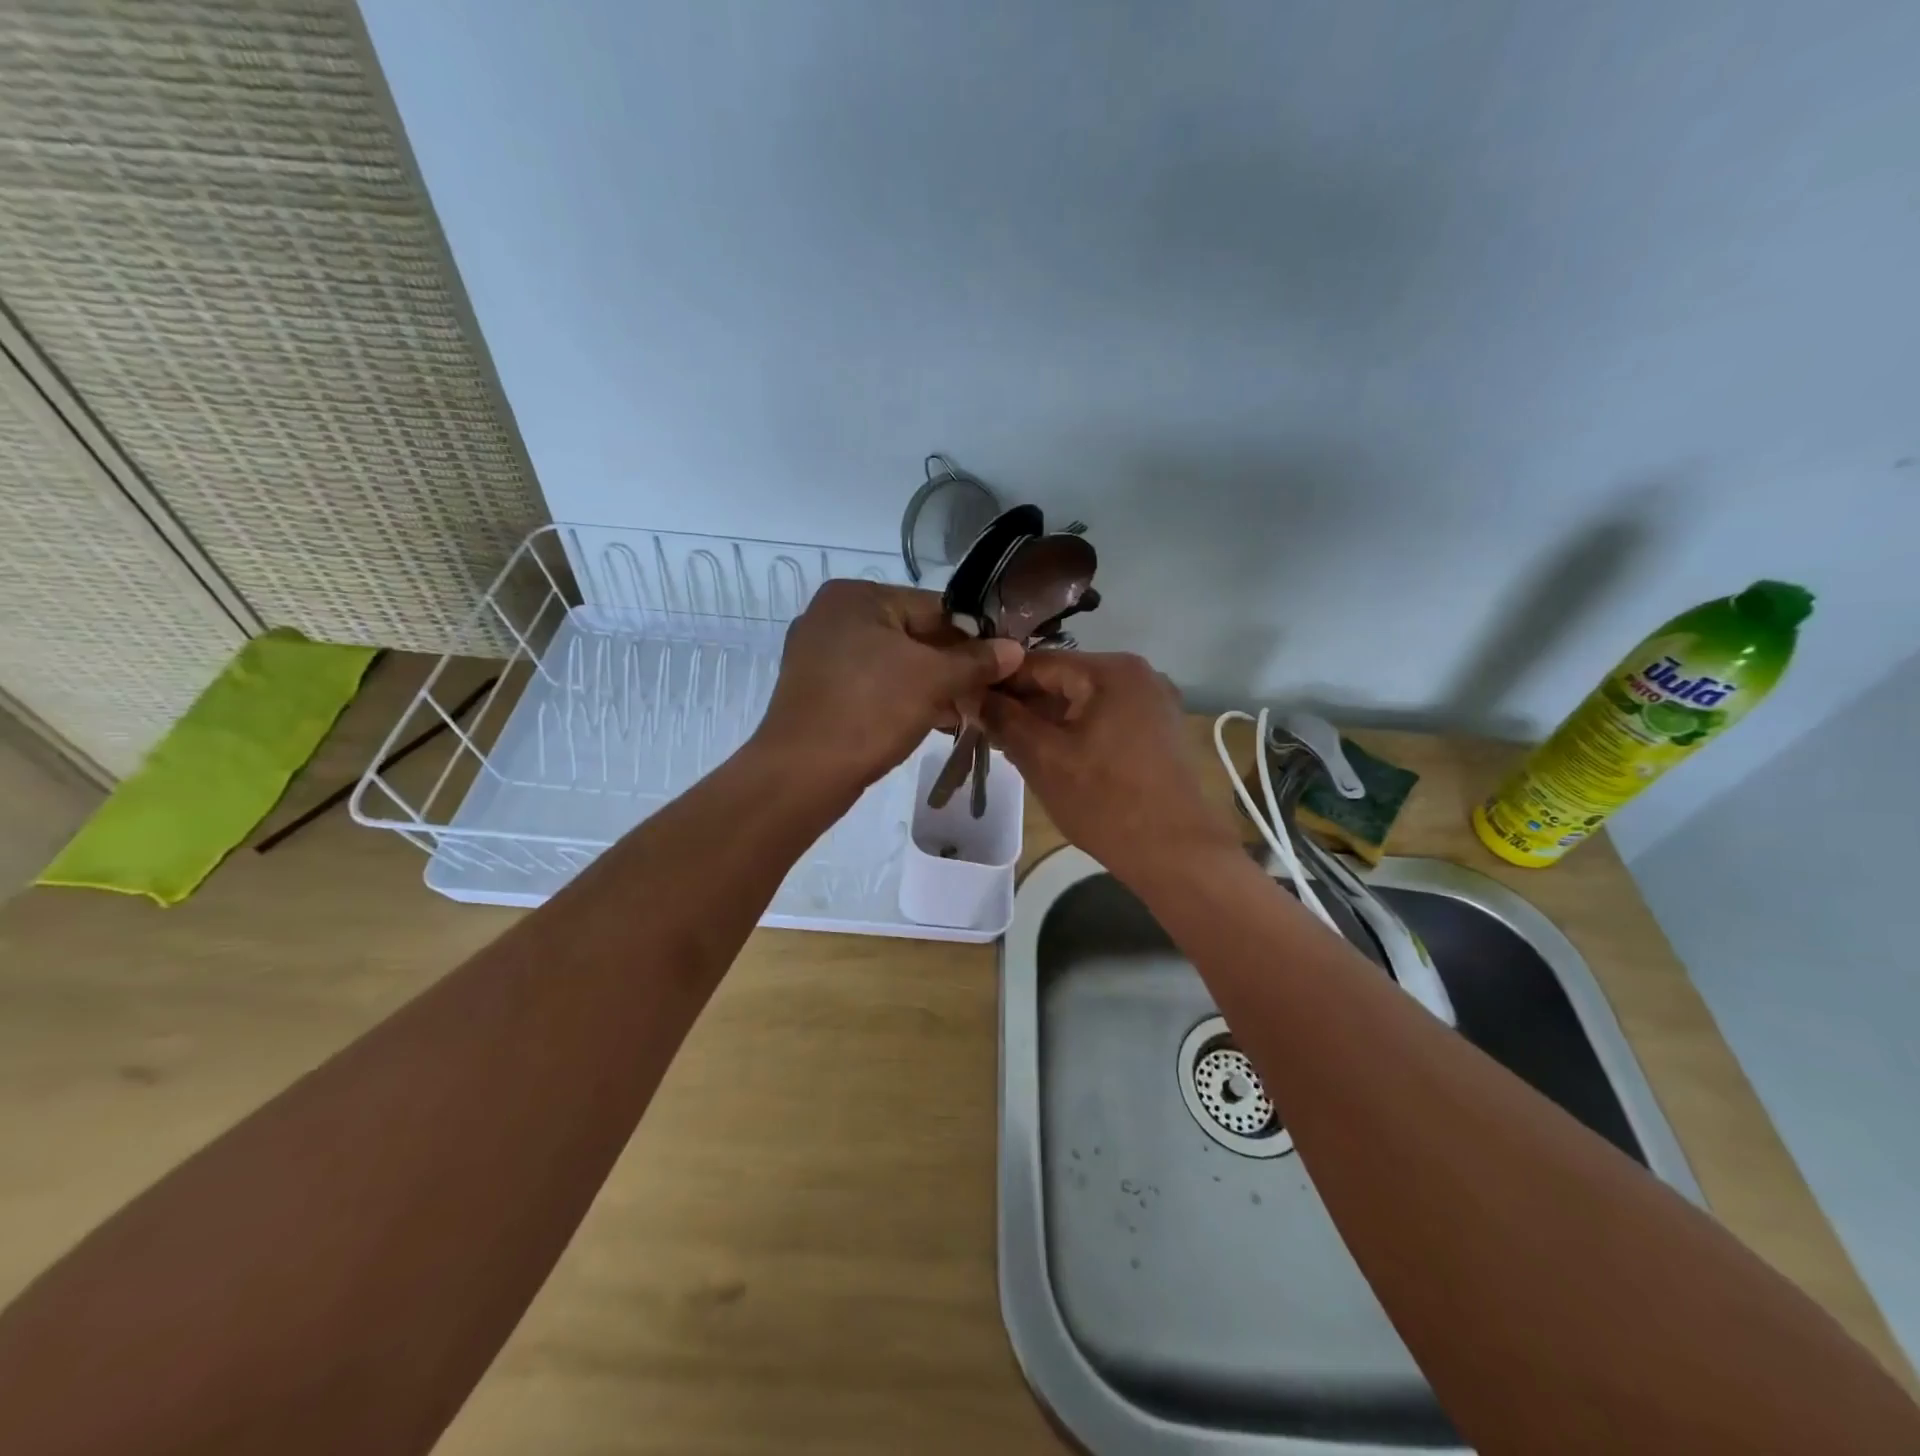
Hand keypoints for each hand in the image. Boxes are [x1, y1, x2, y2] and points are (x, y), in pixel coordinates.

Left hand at [753, 580, 1022, 790]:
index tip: (1002, 664)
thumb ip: (976, 660)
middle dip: (951, 666)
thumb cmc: (870, 711)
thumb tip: (1015, 648)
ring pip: (893, 664)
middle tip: (985, 692)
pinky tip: (932, 721)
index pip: (933, 607)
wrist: (802, 773)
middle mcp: (832, 616)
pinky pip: (872, 686)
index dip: (973, 636)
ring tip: (965, 711)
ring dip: (931, 686)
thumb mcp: (933, 680)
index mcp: (855, 596)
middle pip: (913, 635)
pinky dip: (901, 699)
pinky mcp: (818, 691)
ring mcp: (820, 655)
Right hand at [981, 651, 1242, 883]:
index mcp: (1111, 670)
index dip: (996, 682)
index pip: (1036, 662)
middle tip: (982, 730)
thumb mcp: (1043, 758)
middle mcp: (1137, 674)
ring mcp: (1152, 702)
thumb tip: (972, 695)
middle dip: (1021, 704)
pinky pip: (1103, 719)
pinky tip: (1049, 755)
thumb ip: (1003, 719)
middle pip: (1061, 680)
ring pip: (1081, 702)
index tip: (963, 702)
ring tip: (1008, 746)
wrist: (1178, 854)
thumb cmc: (1106, 802)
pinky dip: (1073, 732)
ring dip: (1045, 720)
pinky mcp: (1157, 731)